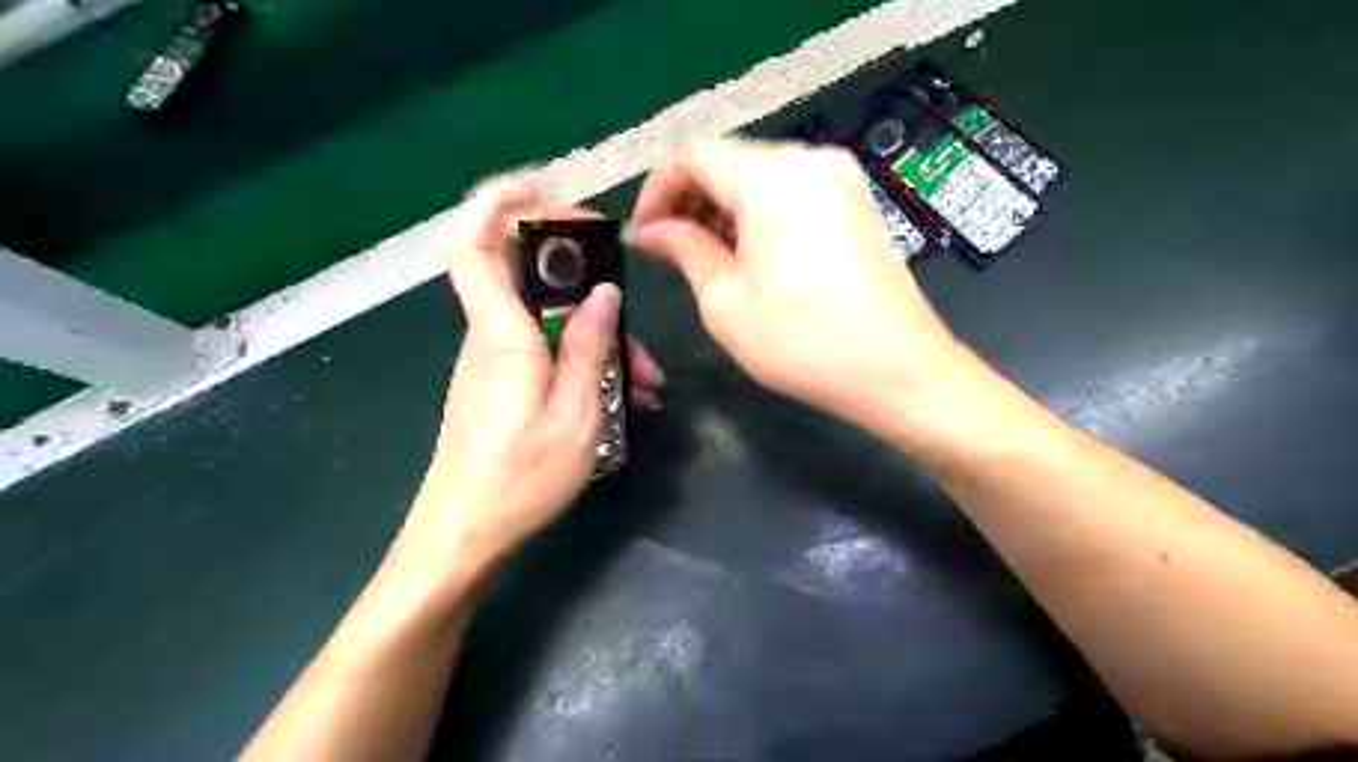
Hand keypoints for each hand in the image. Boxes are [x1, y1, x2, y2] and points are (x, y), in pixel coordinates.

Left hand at [396, 176, 667, 568]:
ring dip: (598, 337)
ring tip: (647, 379)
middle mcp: (492, 337)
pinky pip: (547, 353)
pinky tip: (626, 396)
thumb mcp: (574, 416)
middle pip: (529, 276)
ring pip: (549, 321)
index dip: (499, 202)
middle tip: (625, 293)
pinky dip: (585, 362)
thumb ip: (589, 348)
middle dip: (583, 276)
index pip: (475, 244)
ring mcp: (496, 362)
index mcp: (502, 336)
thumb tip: (603, 292)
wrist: (462, 537)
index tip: (548, 186)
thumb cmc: (518, 481)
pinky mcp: (503, 385)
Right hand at [631, 139, 971, 431]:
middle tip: (670, 252)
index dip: (657, 190)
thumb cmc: (801, 339)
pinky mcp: (857, 203)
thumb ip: (683, 249)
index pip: (692, 154)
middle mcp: (809, 160)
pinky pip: (793, 194)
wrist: (898, 369)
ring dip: (724, 210)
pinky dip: (760, 216)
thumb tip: (651, 230)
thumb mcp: (724, 298)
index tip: (644, 234)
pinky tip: (751, 256)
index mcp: (769, 175)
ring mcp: (841, 179)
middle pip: (729, 161)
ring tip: (707, 258)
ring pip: (761, 178)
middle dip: (691, 201)